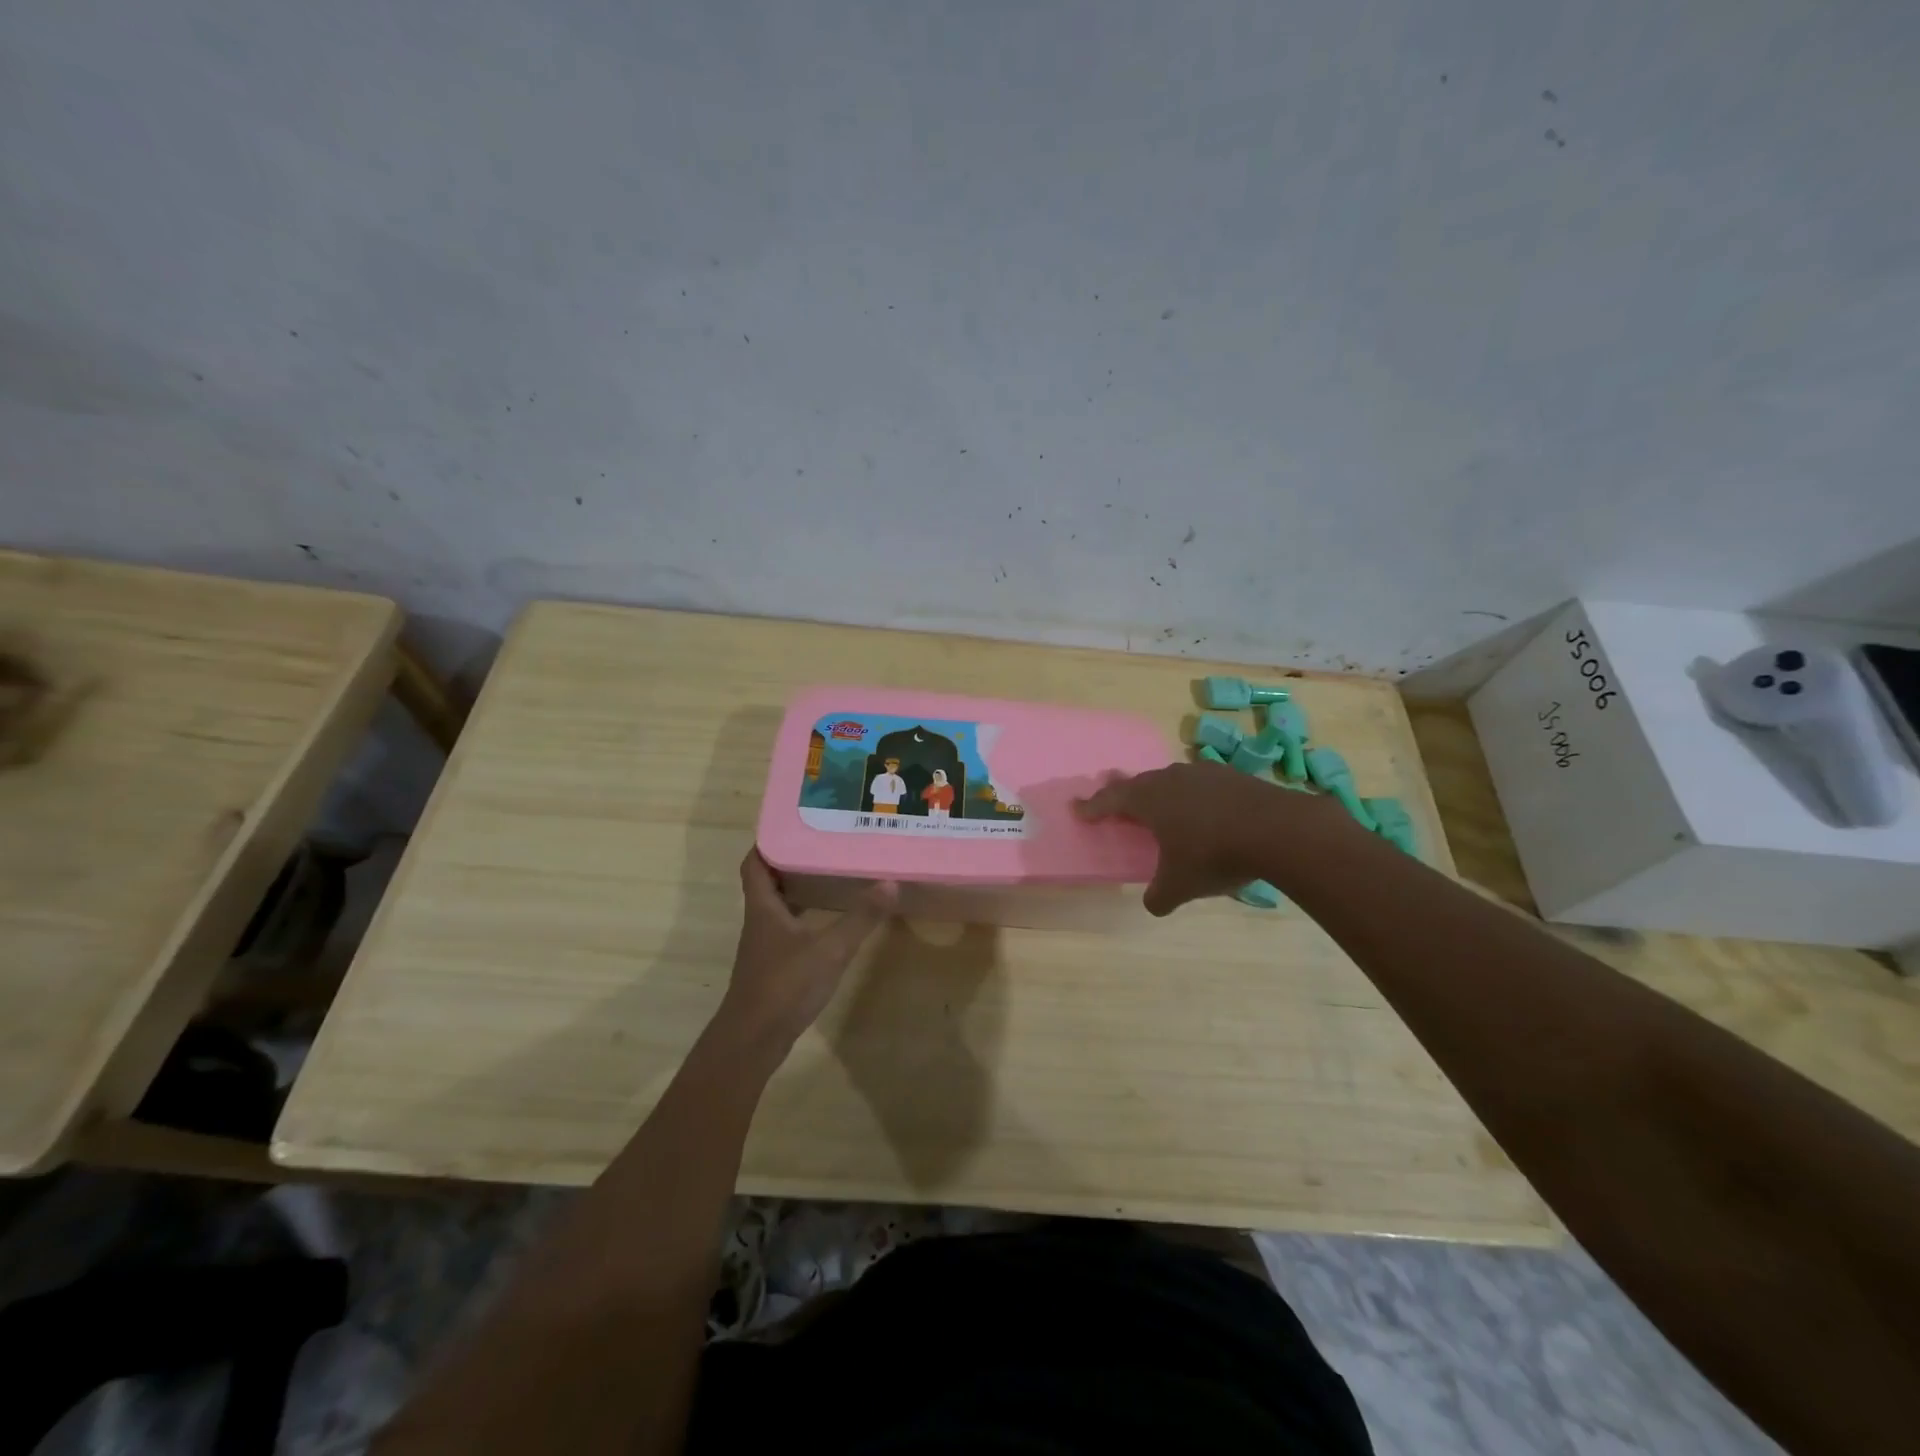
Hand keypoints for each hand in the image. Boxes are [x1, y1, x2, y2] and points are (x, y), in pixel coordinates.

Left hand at [717, 850, 896, 1055]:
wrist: (752, 1041)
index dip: (767, 842)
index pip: (755, 863)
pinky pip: (787, 929)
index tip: (793, 825)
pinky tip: (827, 921)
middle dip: (790, 861)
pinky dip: (804, 916)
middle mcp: (759, 921)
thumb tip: (890, 883)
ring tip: (830, 874)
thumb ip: (860, 918)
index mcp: (763, 907)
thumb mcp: (830, 949)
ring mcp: (764, 946)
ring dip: (798, 889)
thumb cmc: (785, 986)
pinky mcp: (773, 967)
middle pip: (767, 882)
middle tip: (822, 845)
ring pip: (778, 906)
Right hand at [1074, 760, 1345, 914]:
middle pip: (1140, 783)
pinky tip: (1206, 812)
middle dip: (1126, 794)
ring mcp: (1204, 773)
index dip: (1093, 806)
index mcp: (1149, 799)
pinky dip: (1195, 798)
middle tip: (1117, 801)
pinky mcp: (1233, 776)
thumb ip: (1159, 896)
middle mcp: (1171, 779)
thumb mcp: (1180, 885)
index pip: (1111, 799)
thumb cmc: (1214, 855)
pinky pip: (1202, 785)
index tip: (1078, 809)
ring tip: (1162, 806)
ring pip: (1172, 780)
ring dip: (1163, 794)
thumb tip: (1153, 904)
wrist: (1278, 830)